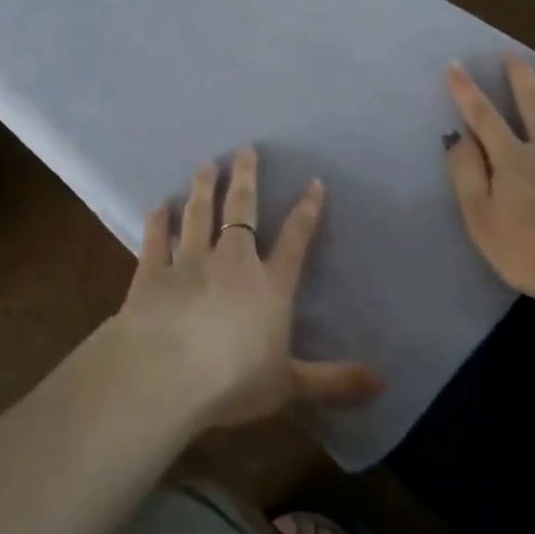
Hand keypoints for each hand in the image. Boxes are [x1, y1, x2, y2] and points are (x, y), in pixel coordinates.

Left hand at [111, 147, 383, 429]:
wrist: (164, 377)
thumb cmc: (233, 382)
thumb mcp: (290, 385)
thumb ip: (334, 381)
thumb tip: (382, 382)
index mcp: (269, 286)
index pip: (295, 240)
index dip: (306, 211)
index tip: (313, 182)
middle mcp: (231, 263)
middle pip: (241, 211)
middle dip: (246, 178)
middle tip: (244, 148)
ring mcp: (188, 263)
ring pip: (198, 216)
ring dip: (204, 189)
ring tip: (207, 164)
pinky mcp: (151, 274)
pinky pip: (155, 240)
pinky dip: (157, 222)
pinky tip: (158, 206)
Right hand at [444, 57, 534, 308]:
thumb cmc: (532, 253)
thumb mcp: (482, 221)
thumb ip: (467, 175)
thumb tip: (456, 136)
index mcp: (513, 160)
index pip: (483, 116)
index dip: (467, 90)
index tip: (456, 65)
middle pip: (533, 102)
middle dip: (520, 75)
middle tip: (514, 55)